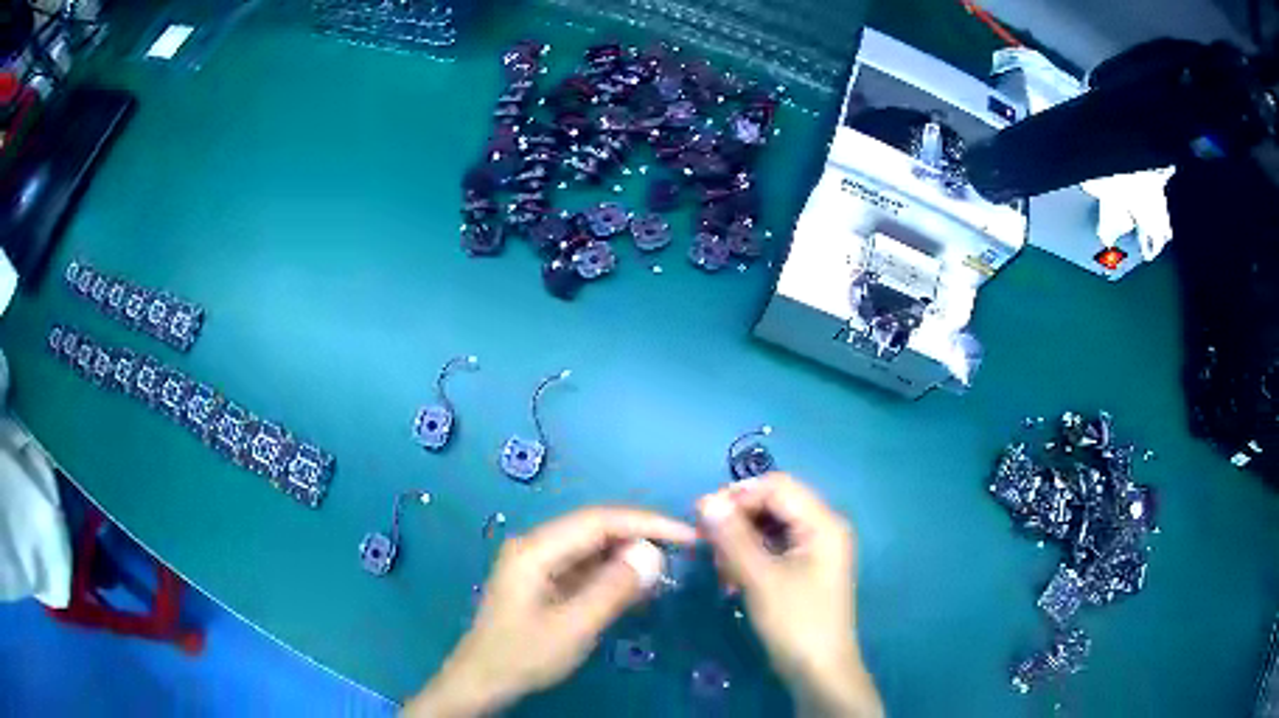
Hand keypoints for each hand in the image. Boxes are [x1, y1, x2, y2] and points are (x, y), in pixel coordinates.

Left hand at [404, 507, 696, 716]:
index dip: (647, 523)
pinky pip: (584, 566)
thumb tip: (653, 554)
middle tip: (684, 551)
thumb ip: (613, 589)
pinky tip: (635, 588)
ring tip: (667, 570)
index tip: (688, 536)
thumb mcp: (574, 627)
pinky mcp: (542, 580)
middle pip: (596, 528)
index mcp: (537, 549)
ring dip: (628, 556)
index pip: (600, 521)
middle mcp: (536, 545)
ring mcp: (537, 562)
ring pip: (592, 547)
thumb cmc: (524, 655)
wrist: (482, 680)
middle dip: (641, 536)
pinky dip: (612, 574)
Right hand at [698, 473, 882, 717]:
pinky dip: (751, 557)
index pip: (777, 487)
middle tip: (707, 545)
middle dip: (738, 520)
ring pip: (770, 527)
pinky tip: (732, 579)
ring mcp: (816, 550)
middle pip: (774, 505)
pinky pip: (774, 548)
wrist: (819, 671)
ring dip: (740, 541)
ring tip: (720, 569)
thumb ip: (732, 537)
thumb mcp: (760, 579)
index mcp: (822, 523)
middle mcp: (823, 528)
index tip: (700, 515)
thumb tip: (705, 500)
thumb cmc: (795, 622)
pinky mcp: (806, 569)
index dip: (738, 495)